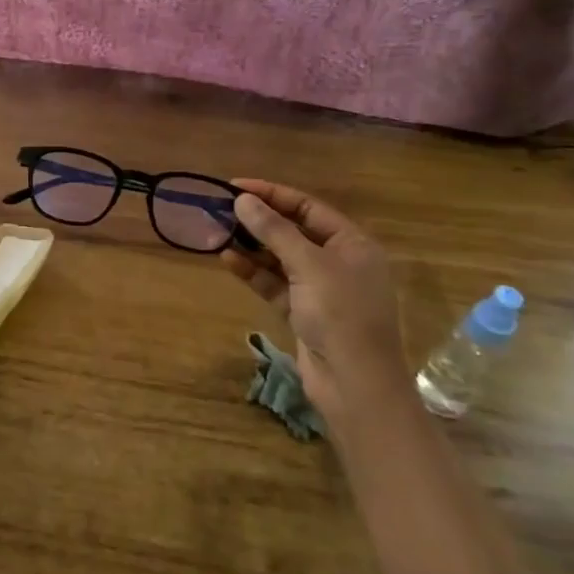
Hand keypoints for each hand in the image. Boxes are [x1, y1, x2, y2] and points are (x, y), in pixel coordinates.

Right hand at [221, 179, 407, 414]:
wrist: (356, 386)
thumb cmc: (341, 315)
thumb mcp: (308, 265)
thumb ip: (274, 230)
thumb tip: (243, 199)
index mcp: (353, 244)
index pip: (308, 207)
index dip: (272, 194)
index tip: (234, 186)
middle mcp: (339, 262)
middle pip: (293, 231)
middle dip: (258, 221)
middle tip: (221, 209)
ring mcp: (321, 290)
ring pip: (280, 258)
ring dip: (251, 246)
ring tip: (217, 231)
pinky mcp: (304, 313)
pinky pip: (275, 284)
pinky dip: (253, 272)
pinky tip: (227, 259)